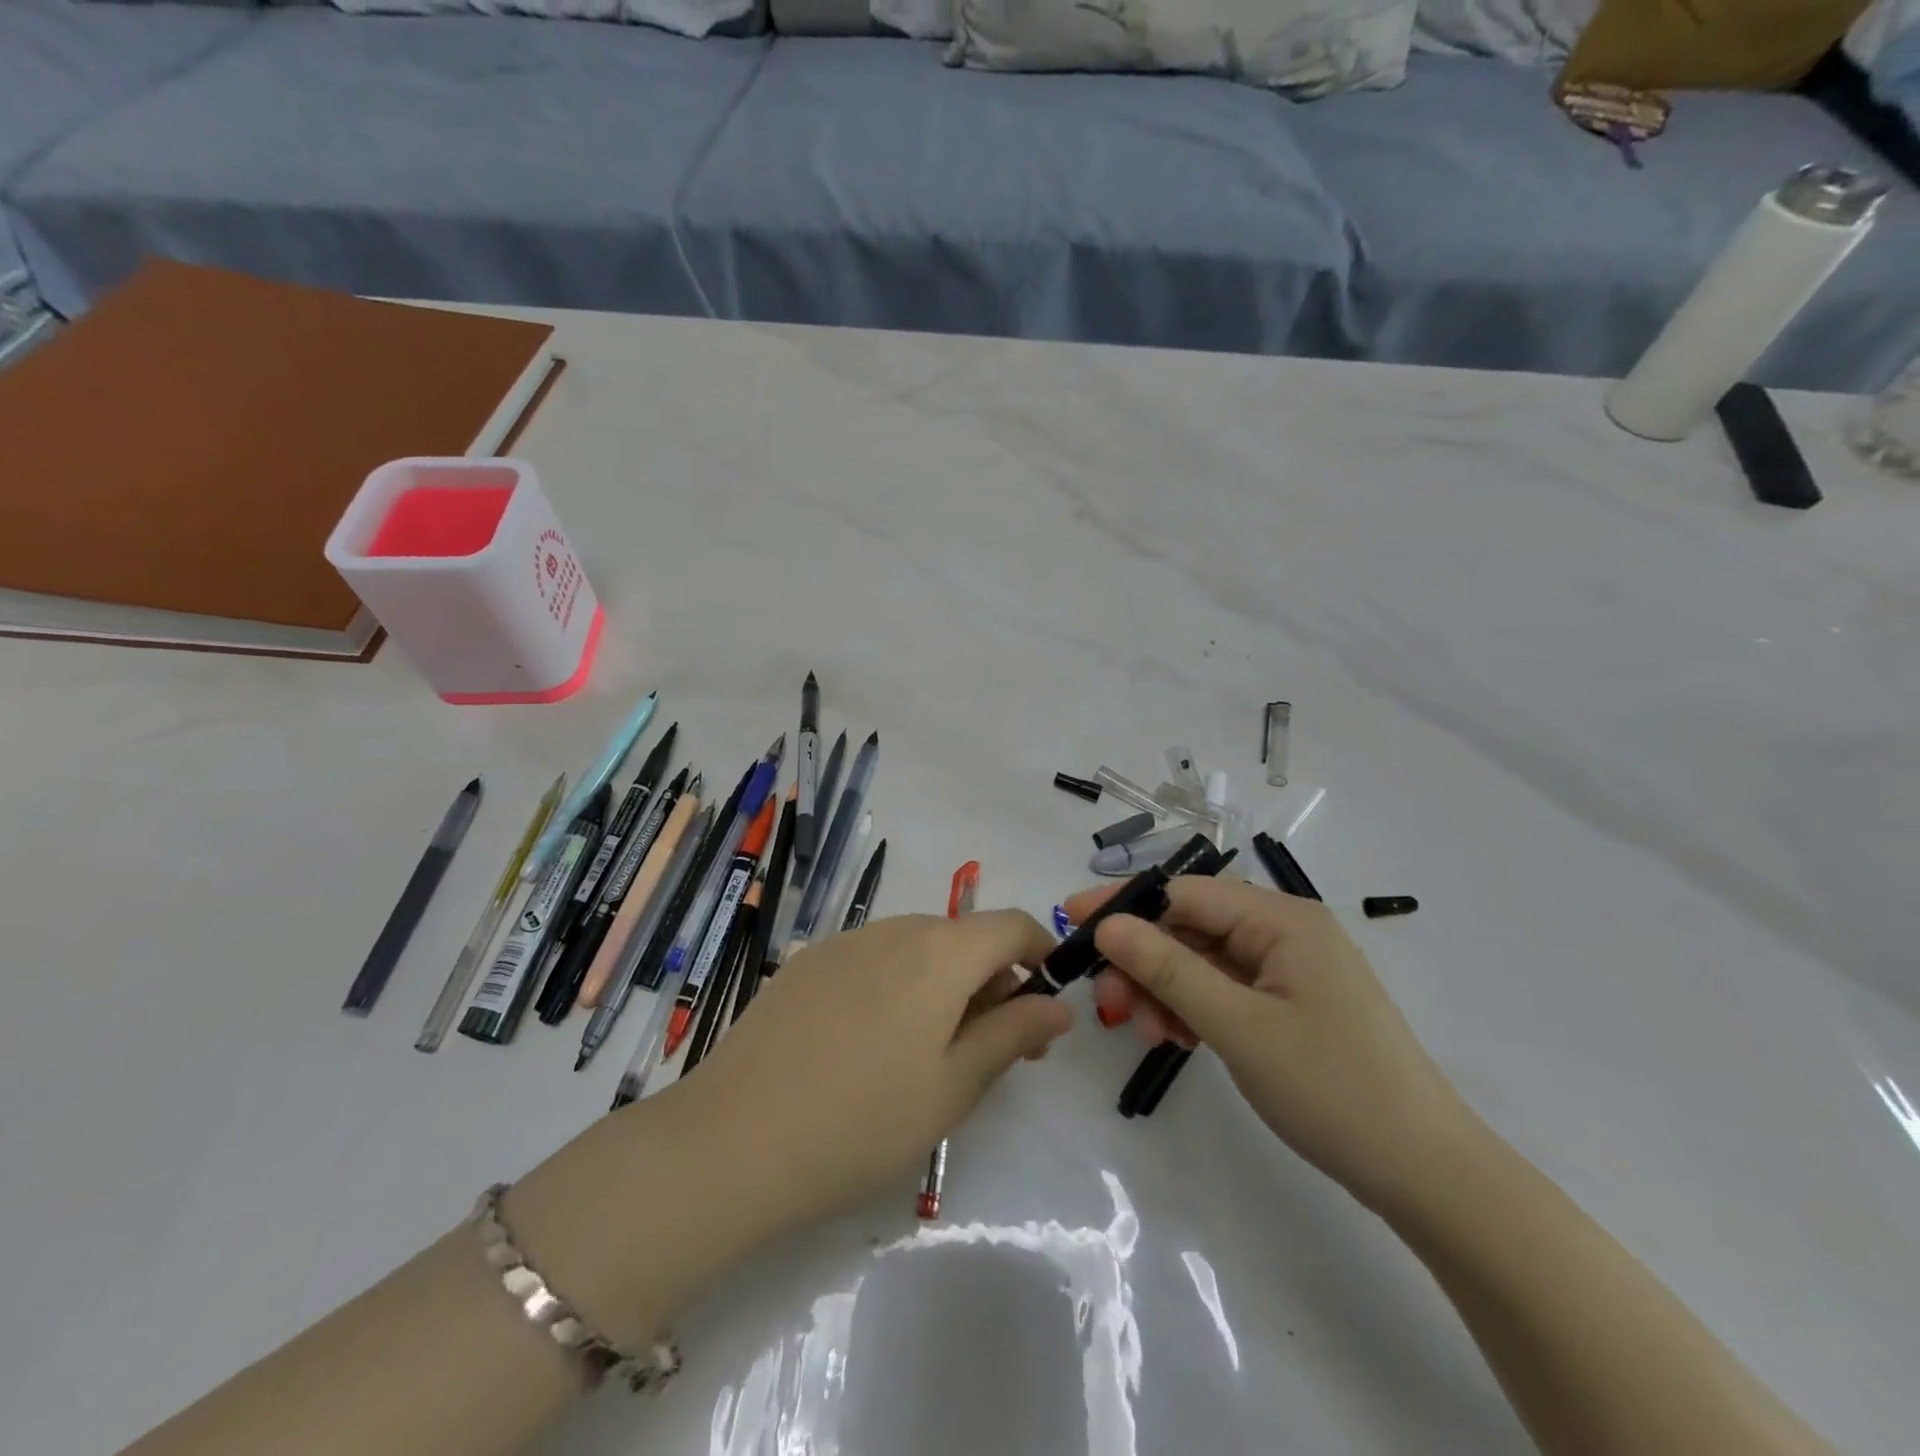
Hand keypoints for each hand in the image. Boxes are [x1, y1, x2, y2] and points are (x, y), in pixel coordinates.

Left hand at [681, 910, 1070, 1232]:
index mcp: (940, 951)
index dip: (1040, 953)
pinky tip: (872, 1043)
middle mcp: (894, 929)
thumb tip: (1057, 1004)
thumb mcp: (955, 1086)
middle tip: (994, 1047)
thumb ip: (1013, 1034)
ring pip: (917, 947)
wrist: (733, 1139)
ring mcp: (844, 942)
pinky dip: (898, 984)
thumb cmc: (863, 1120)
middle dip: (992, 979)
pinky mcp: (807, 963)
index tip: (1046, 1002)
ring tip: (932, 1050)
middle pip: (963, 936)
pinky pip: (873, 959)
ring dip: (944, 983)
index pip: (1011, 925)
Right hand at [1063, 877, 1480, 1211]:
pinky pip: (1225, 990)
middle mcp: (1285, 931)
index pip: (1183, 891)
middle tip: (1108, 1006)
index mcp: (1281, 918)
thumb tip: (1106, 925)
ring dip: (1165, 991)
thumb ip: (1167, 969)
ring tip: (1146, 1034)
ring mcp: (1289, 970)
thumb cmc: (1331, 1087)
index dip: (1124, 905)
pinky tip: (1177, 1040)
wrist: (1426, 1174)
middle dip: (1143, 961)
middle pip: (1190, 927)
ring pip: (1203, 962)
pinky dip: (1194, 1010)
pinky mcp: (1290, 1005)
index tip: (1070, 923)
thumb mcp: (1237, 1025)